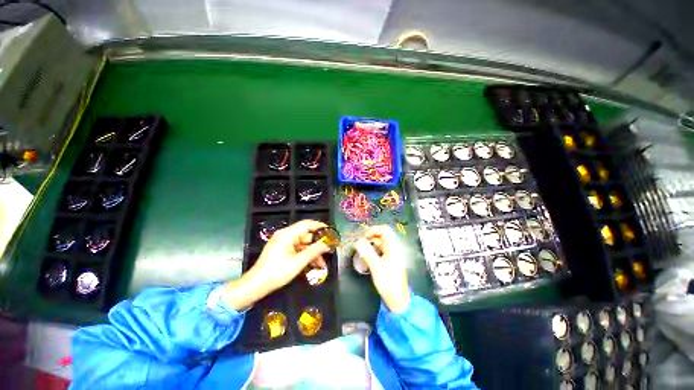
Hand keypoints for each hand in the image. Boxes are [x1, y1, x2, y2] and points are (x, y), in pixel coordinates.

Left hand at [222, 220, 329, 309]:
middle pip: (305, 235)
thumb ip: (314, 251)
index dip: (319, 226)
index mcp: (287, 234)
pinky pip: (297, 249)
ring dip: (312, 252)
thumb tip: (327, 244)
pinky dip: (305, 255)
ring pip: (303, 243)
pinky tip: (313, 264)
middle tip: (329, 250)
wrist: (255, 286)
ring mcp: (283, 243)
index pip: (306, 224)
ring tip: (322, 263)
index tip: (330, 231)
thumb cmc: (277, 272)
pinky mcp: (282, 250)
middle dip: (317, 243)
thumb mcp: (298, 262)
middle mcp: (285, 235)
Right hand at [354, 225, 409, 312]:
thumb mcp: (376, 267)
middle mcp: (394, 248)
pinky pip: (381, 250)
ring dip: (371, 243)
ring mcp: (392, 254)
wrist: (398, 299)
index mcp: (393, 247)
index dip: (373, 230)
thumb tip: (358, 241)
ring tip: (362, 250)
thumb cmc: (388, 283)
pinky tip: (367, 256)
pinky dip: (373, 250)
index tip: (363, 236)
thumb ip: (367, 253)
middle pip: (382, 235)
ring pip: (381, 242)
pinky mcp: (390, 260)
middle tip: (361, 243)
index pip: (384, 230)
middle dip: (371, 236)